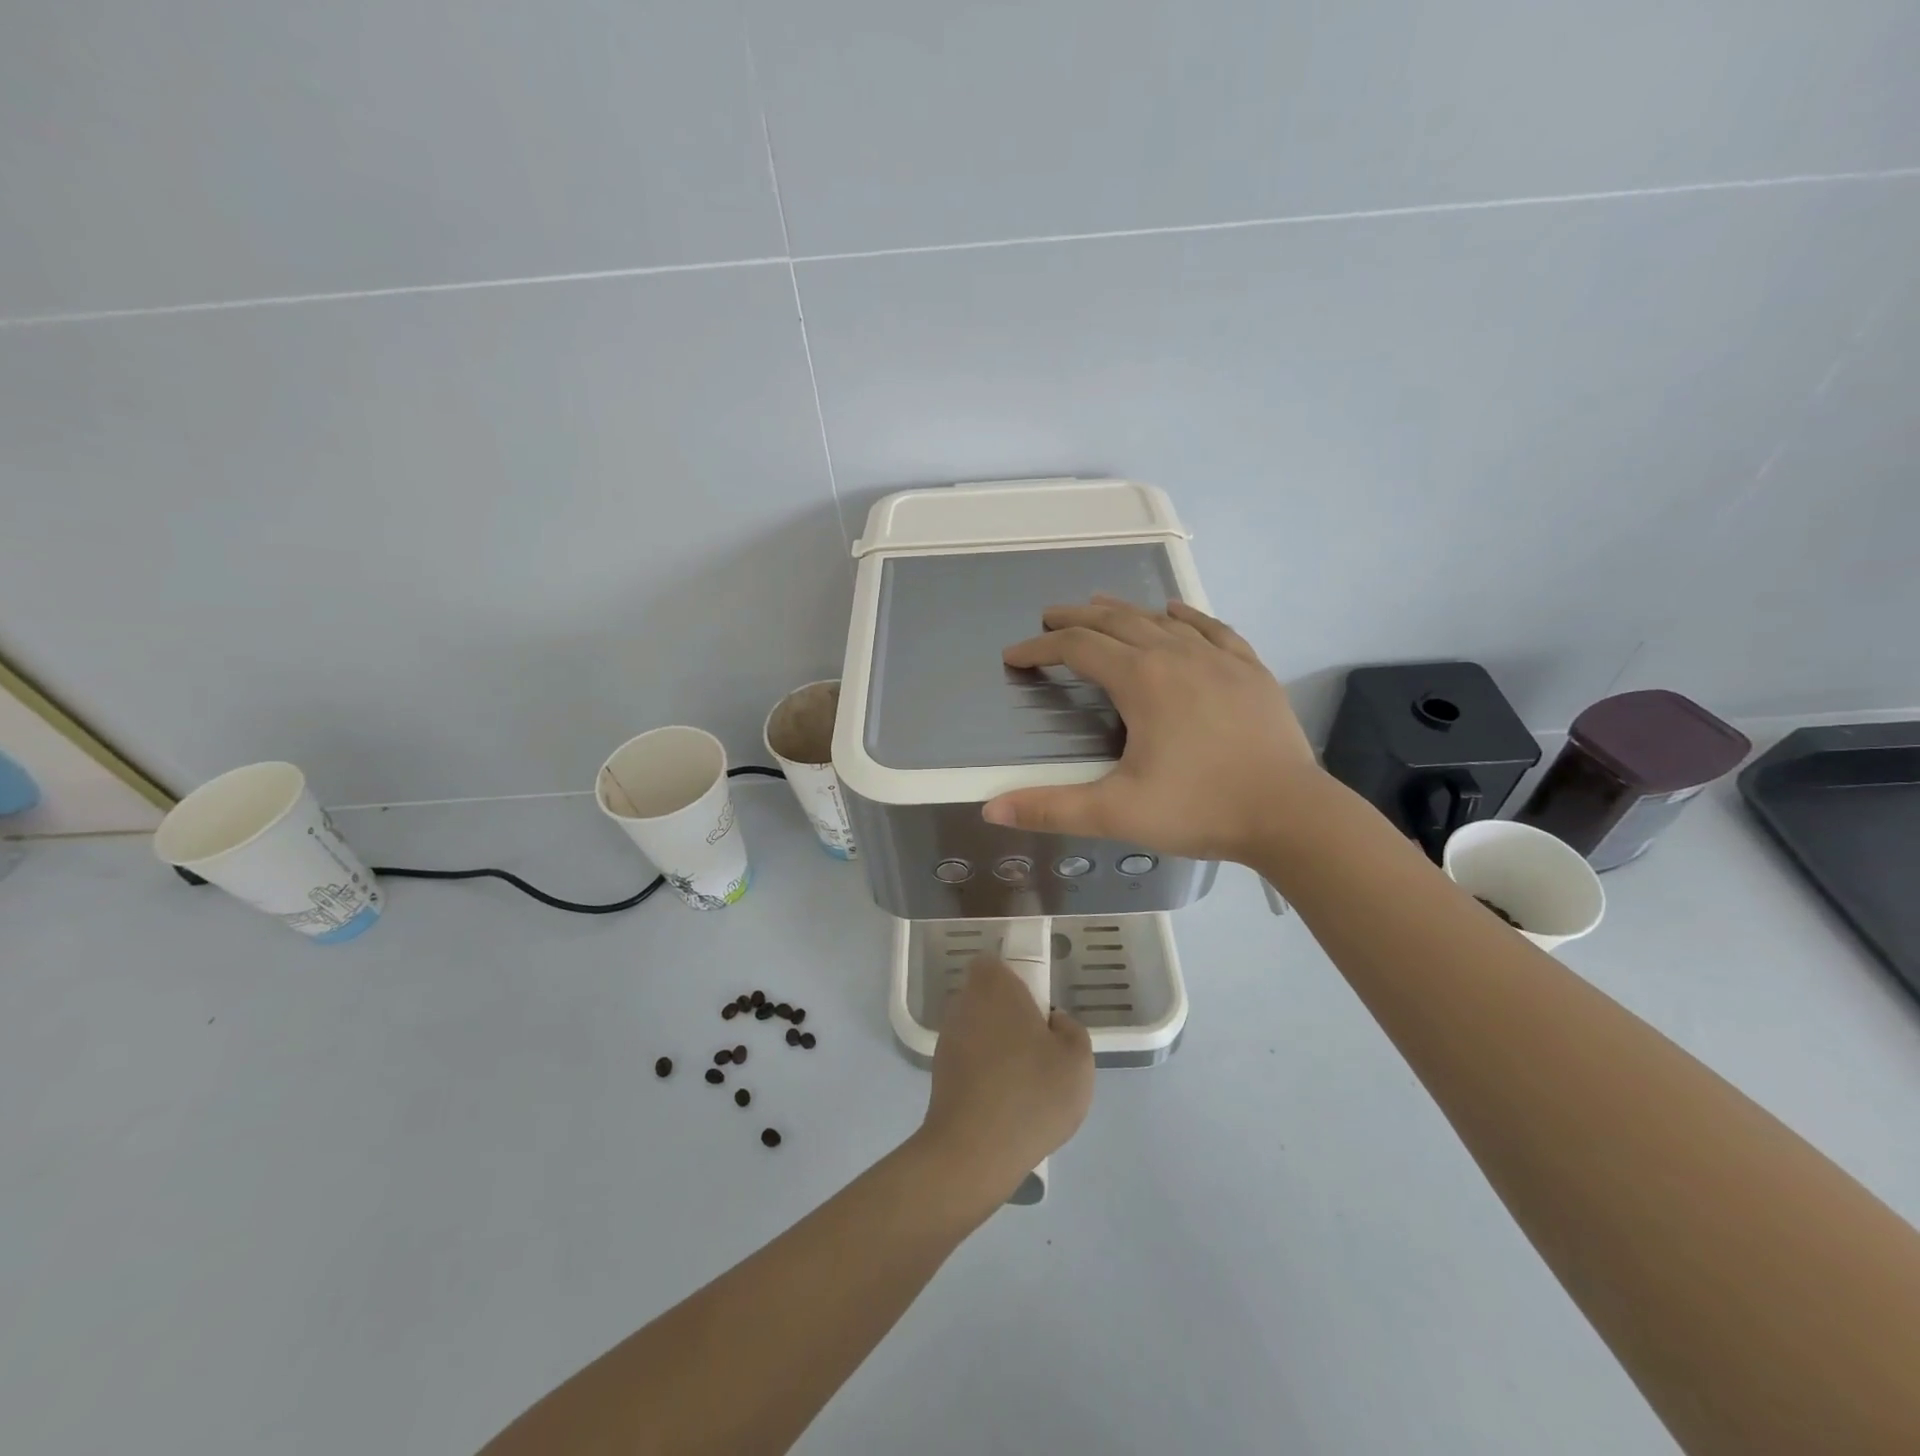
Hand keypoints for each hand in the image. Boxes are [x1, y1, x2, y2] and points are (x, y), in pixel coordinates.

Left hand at [918, 957, 1093, 1204]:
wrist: (974, 1150)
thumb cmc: (1031, 1093)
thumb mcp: (1078, 1060)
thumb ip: (1071, 1030)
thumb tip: (1054, 1023)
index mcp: (995, 987)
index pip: (995, 963)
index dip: (1016, 978)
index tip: (1037, 1006)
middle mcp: (964, 1003)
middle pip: (986, 995)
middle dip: (1009, 1013)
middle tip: (1038, 1044)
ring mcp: (947, 1038)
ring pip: (977, 1027)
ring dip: (996, 1043)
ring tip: (1024, 1079)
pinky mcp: (939, 1071)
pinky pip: (968, 1057)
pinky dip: (983, 1070)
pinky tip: (1004, 1100)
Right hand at [982, 596, 1318, 863]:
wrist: (1292, 814)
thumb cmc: (1199, 809)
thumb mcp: (1117, 812)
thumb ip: (1051, 808)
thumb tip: (990, 808)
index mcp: (1141, 680)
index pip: (1077, 648)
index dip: (1039, 649)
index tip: (1014, 656)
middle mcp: (1176, 654)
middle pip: (1115, 622)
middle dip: (1075, 618)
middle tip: (1048, 618)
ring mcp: (1219, 658)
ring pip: (1160, 620)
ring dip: (1123, 612)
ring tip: (1098, 607)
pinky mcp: (1250, 670)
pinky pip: (1211, 628)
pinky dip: (1185, 617)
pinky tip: (1176, 612)